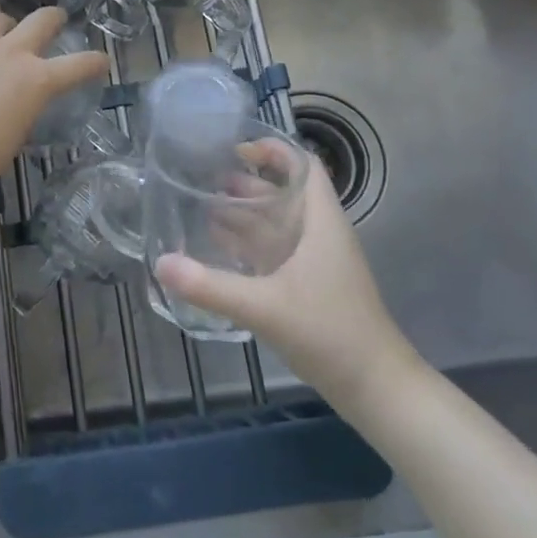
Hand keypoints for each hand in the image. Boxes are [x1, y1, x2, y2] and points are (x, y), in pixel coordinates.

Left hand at [0, 8, 109, 230]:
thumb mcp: (12, 139)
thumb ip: (19, 113)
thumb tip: (13, 106)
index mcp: (35, 81)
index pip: (78, 65)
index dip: (94, 62)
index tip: (102, 60)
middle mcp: (9, 54)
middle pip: (41, 20)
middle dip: (53, 18)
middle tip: (57, 20)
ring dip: (5, 28)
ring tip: (1, 39)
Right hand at [153, 162, 424, 413]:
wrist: (376, 388)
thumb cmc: (329, 333)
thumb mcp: (265, 308)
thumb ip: (210, 286)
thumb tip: (160, 263)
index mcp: (320, 222)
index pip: (304, 167)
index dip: (274, 150)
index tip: (236, 149)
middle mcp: (319, 234)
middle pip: (283, 193)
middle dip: (246, 181)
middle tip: (202, 177)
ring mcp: (315, 262)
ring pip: (277, 224)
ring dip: (244, 213)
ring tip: (201, 205)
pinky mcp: (309, 287)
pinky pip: (275, 252)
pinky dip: (248, 244)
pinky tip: (218, 248)